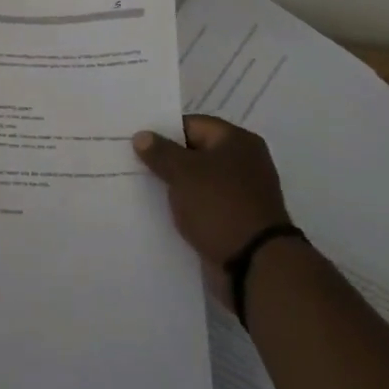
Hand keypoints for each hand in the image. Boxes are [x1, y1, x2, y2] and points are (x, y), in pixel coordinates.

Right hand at [133, 115, 292, 301]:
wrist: (254, 264)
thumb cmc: (220, 206)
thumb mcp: (184, 173)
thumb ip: (161, 152)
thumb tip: (142, 136)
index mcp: (237, 141)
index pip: (192, 125)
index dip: (163, 132)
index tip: (137, 144)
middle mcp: (244, 162)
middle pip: (196, 153)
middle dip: (167, 161)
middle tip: (133, 165)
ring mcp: (242, 193)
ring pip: (199, 182)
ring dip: (175, 187)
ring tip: (141, 190)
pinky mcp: (236, 220)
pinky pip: (205, 206)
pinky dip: (187, 208)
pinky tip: (162, 214)